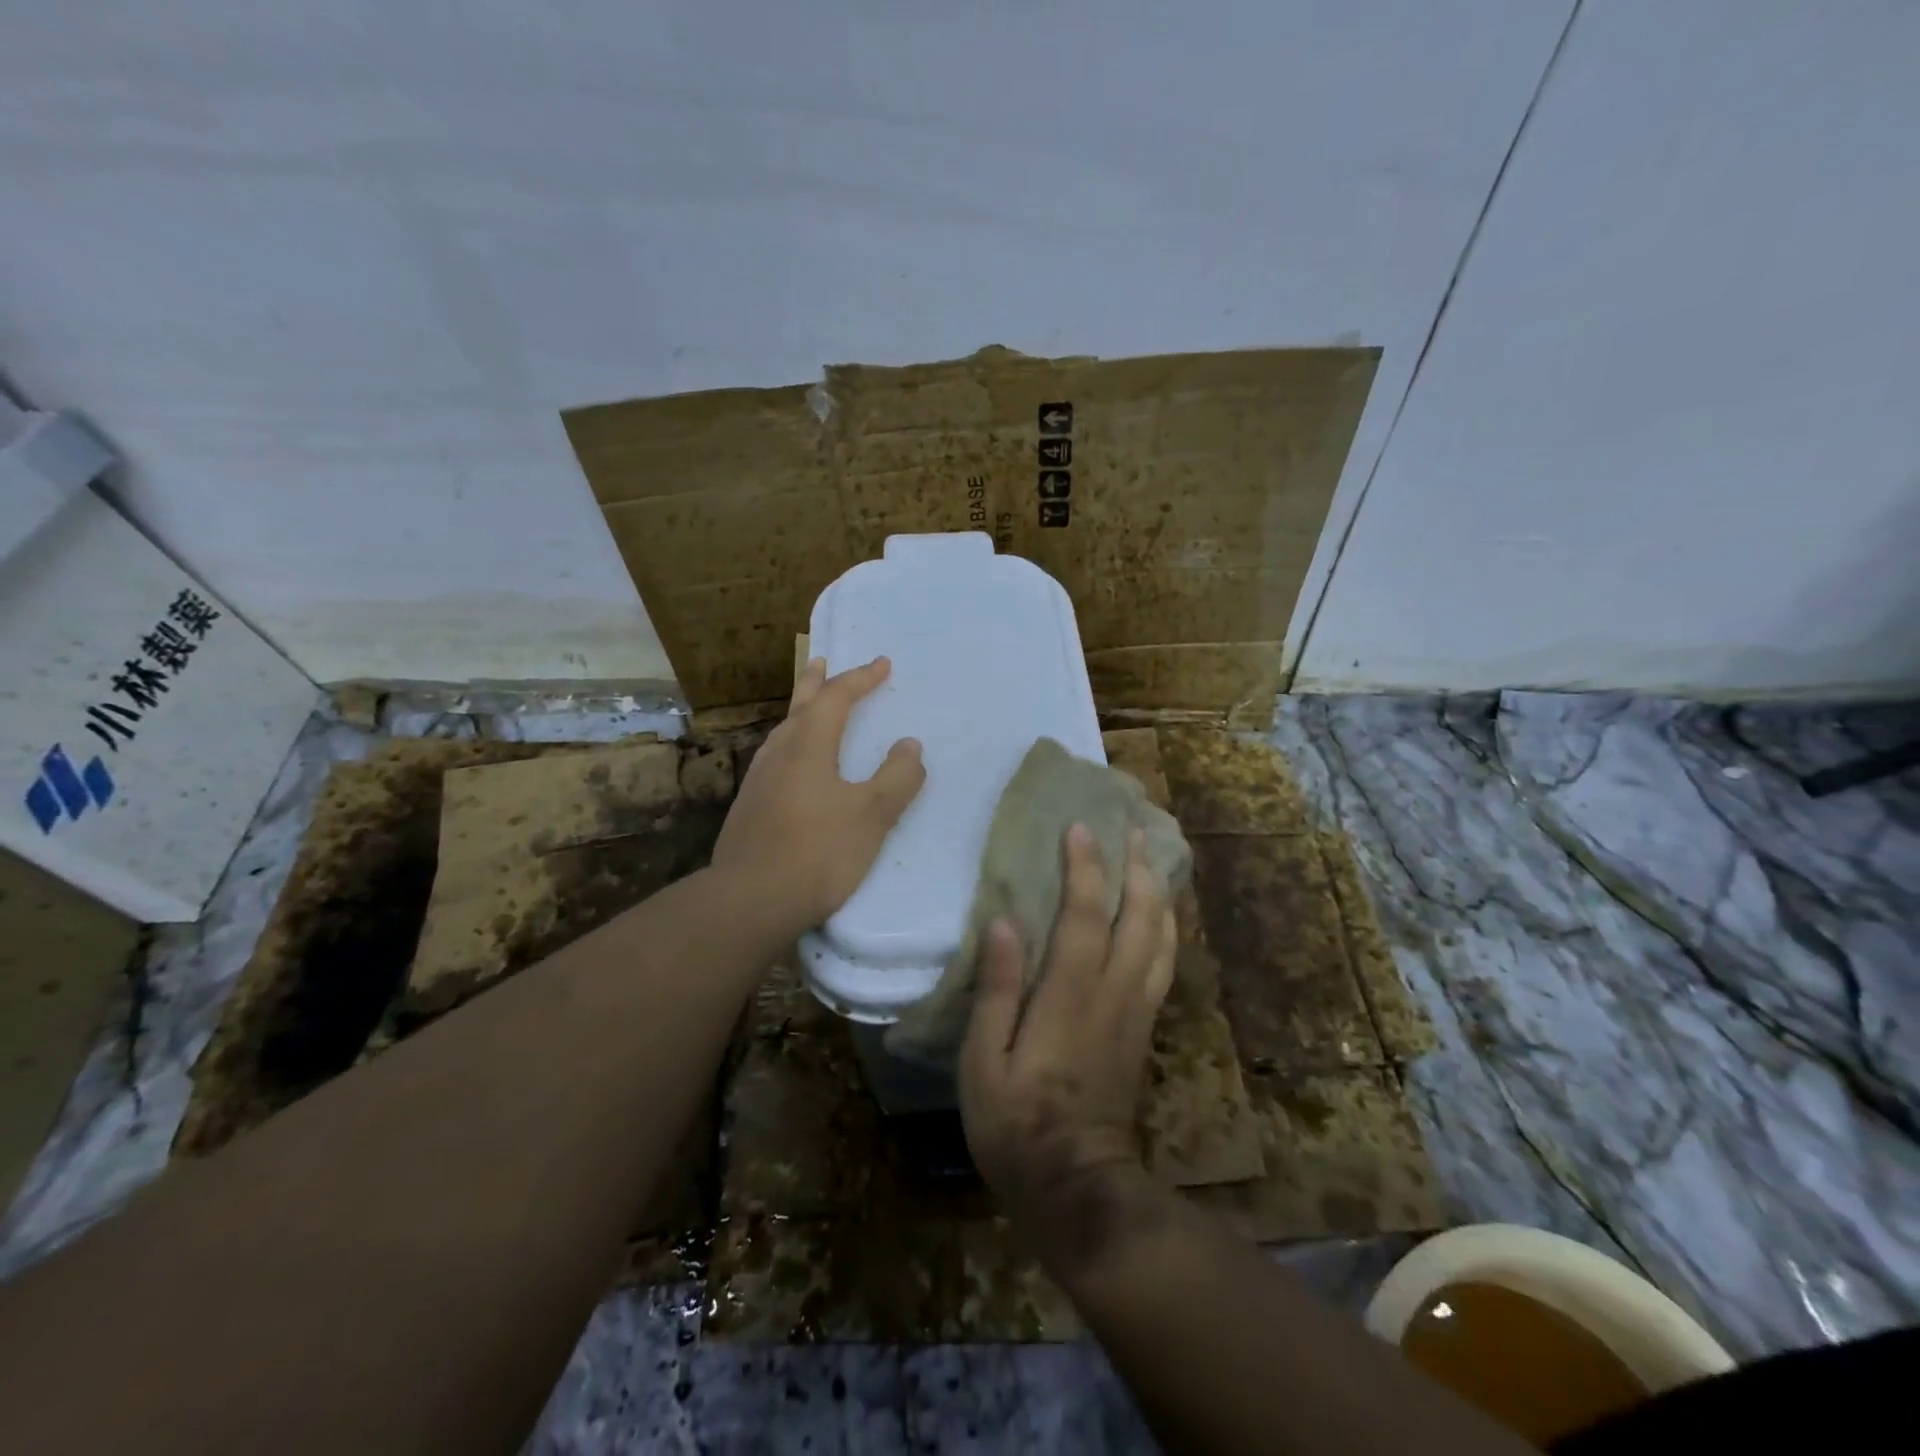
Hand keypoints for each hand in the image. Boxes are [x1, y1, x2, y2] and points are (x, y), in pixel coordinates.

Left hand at [709, 656, 925, 939]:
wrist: (751, 900)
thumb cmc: (818, 852)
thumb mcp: (872, 815)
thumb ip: (896, 777)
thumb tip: (910, 746)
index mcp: (808, 746)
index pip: (836, 699)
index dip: (861, 679)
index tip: (883, 664)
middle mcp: (778, 754)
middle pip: (799, 706)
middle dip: (816, 682)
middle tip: (823, 661)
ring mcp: (758, 781)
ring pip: (783, 733)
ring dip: (801, 713)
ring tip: (811, 710)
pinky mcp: (749, 809)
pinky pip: (776, 760)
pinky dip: (793, 745)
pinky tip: (795, 768)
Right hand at [959, 824, 1177, 1275]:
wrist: (1076, 1188)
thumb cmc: (1015, 1124)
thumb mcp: (983, 1063)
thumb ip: (997, 990)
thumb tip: (1004, 923)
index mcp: (1069, 998)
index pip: (1084, 917)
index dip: (1084, 869)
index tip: (1080, 827)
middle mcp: (1112, 995)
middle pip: (1138, 919)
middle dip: (1137, 868)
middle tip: (1132, 827)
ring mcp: (1136, 1012)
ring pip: (1160, 939)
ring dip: (1159, 893)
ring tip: (1153, 857)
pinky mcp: (1143, 1029)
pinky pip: (1164, 966)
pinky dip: (1166, 930)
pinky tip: (1161, 914)